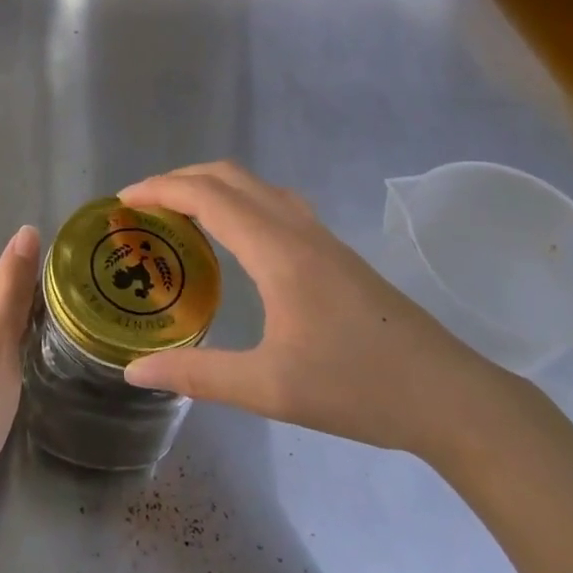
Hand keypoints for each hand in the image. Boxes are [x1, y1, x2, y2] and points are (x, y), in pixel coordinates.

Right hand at [118, 162, 512, 458]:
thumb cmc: (358, 388)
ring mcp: (321, 237)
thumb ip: (198, 375)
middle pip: (229, 176)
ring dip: (211, 187)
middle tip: (142, 206)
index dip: (159, 190)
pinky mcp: (334, 252)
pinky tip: (234, 238)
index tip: (123, 202)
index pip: (207, 196)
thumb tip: (134, 373)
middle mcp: (297, 229)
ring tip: (179, 215)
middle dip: (179, 179)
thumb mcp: (269, 389)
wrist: (450, 396)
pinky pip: (273, 203)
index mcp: (277, 251)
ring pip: (255, 186)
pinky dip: (237, 201)